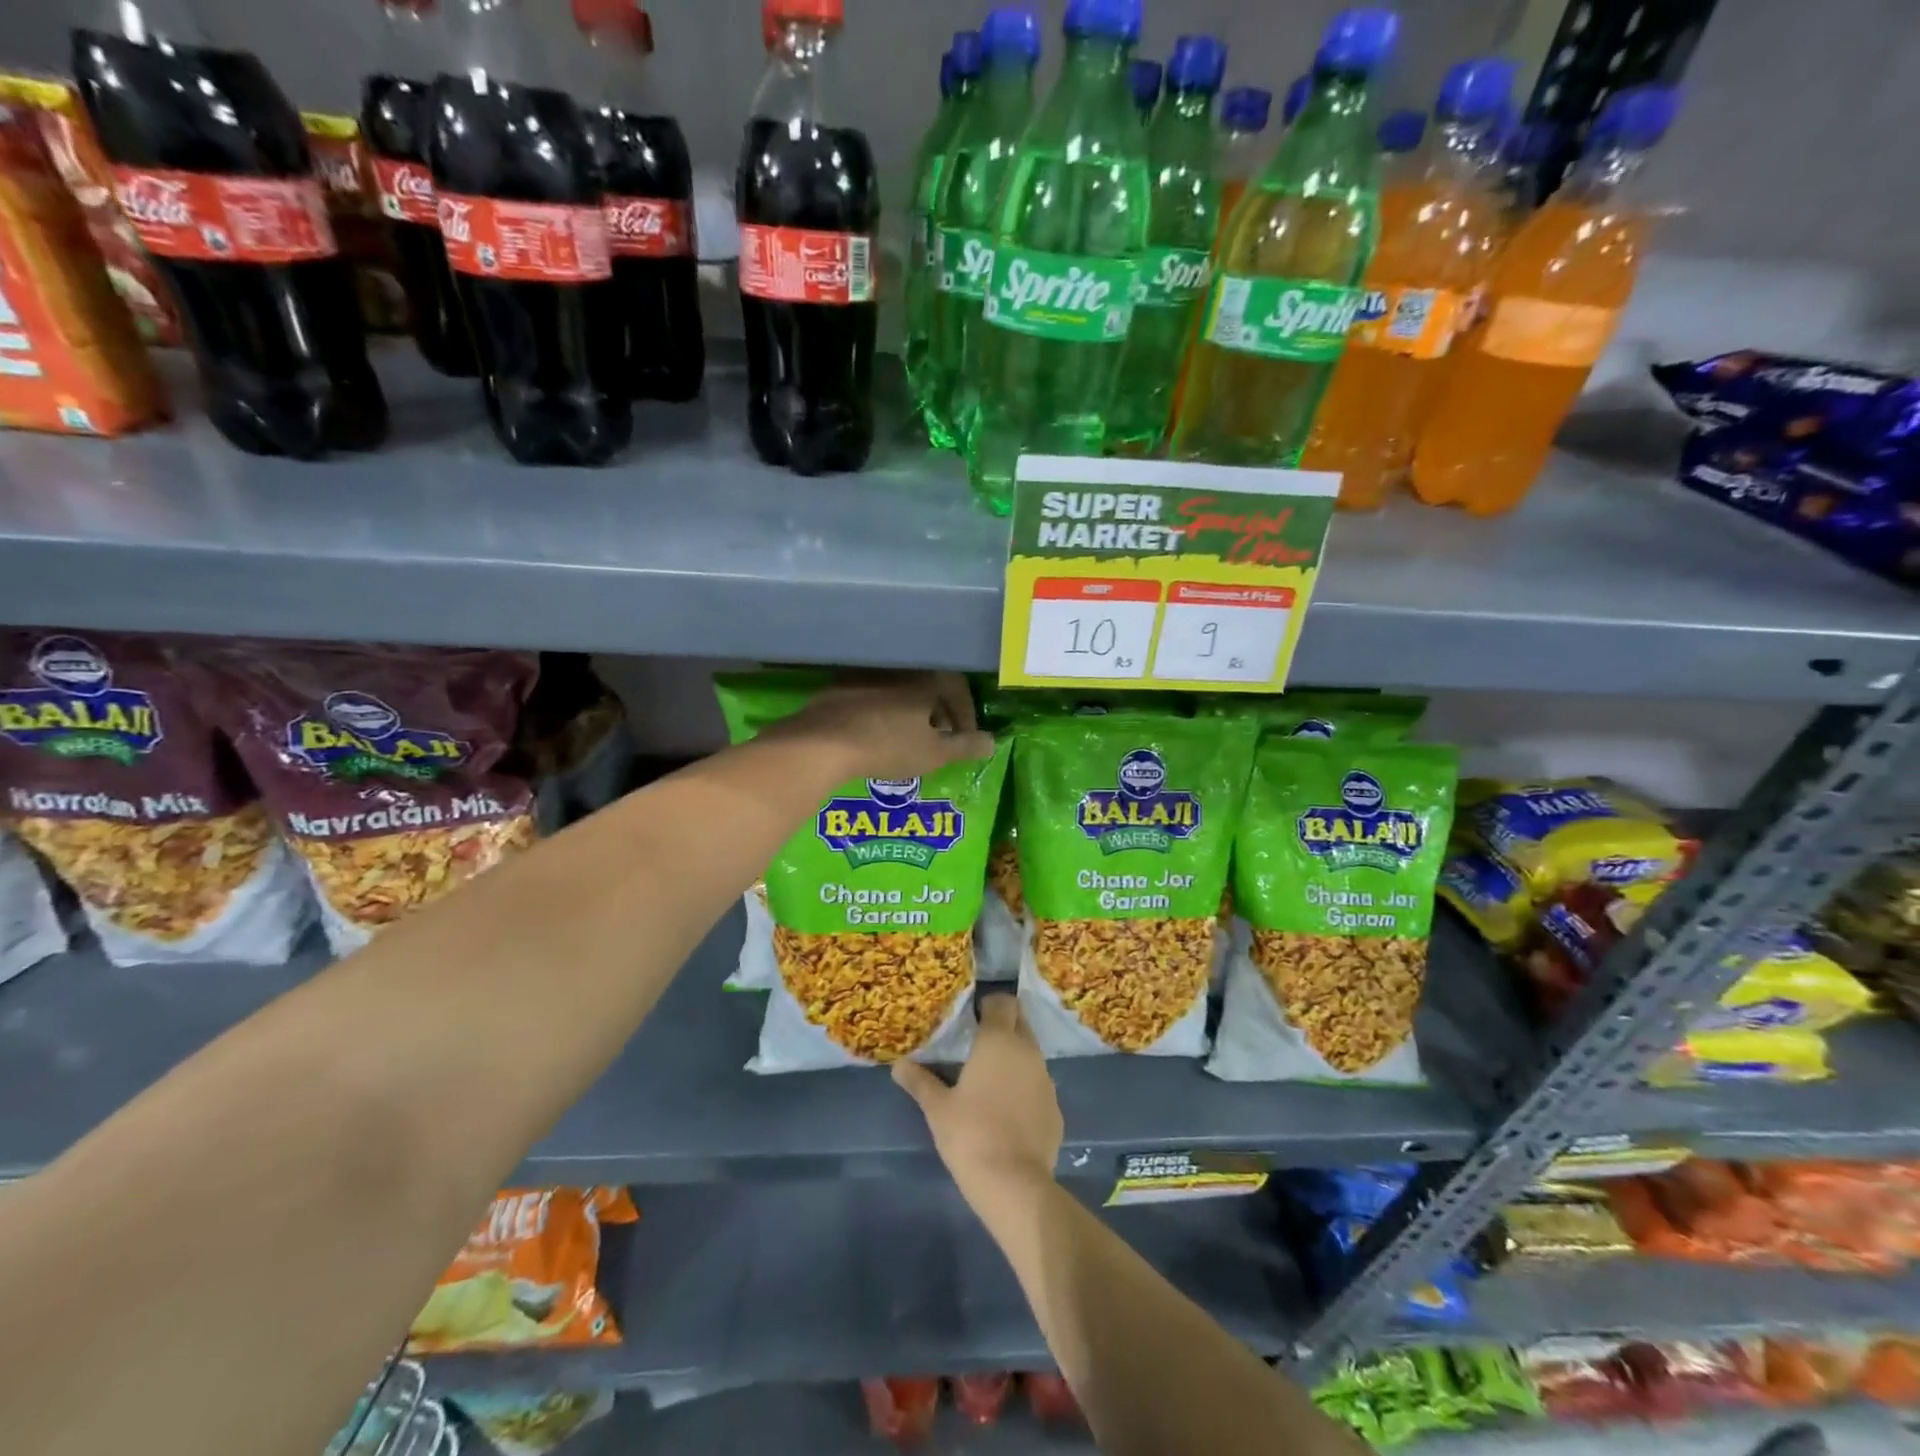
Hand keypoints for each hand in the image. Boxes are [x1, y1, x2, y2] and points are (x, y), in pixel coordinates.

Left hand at [773, 671, 993, 780]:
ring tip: (910, 739)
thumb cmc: (889, 746)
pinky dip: (882, 713)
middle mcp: (898, 670)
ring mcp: (865, 676)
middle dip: (939, 712)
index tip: (966, 738)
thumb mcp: (935, 754)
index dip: (966, 714)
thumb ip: (965, 746)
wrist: (823, 743)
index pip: (957, 688)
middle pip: (928, 686)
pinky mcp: (838, 688)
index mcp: (925, 680)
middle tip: (941, 738)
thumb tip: (992, 742)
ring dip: (910, 712)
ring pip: (899, 691)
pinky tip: (877, 736)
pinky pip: (872, 697)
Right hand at [894, 995, 1062, 1206]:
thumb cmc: (970, 1134)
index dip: (989, 1004)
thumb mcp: (937, 1108)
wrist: (1014, 1183)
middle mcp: (1027, 1051)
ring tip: (991, 1077)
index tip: (972, 1016)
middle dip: (1004, 1025)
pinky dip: (1025, 1087)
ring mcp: (1046, 1079)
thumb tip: (898, 1065)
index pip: (1002, 1002)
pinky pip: (1038, 1084)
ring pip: (1031, 1053)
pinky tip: (1008, 1110)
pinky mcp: (1056, 1107)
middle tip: (979, 1043)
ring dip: (1015, 1056)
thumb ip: (919, 1081)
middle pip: (1020, 1022)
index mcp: (998, 1041)